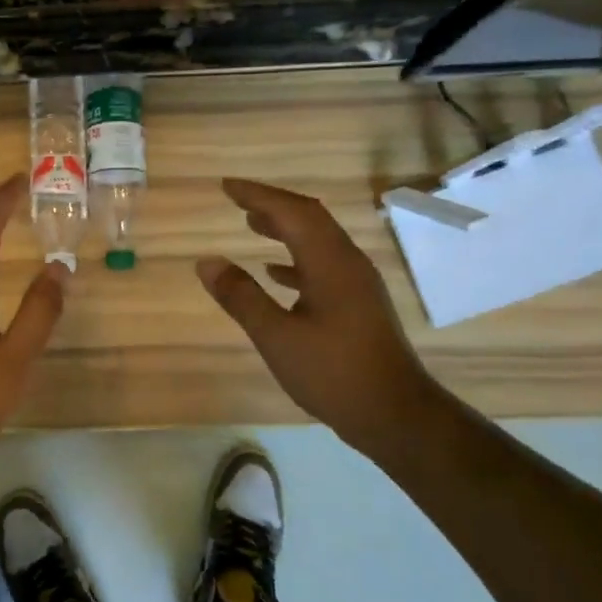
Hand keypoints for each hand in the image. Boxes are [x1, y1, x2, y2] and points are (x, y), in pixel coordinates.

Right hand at [196, 178, 442, 453]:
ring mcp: (357, 284)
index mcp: (330, 263)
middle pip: (309, 219)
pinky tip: (275, 272)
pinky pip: (323, 265)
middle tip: (237, 199)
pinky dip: (295, 259)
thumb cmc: (333, 373)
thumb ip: (241, 297)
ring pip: (318, 241)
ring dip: (285, 228)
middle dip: (272, 205)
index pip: (293, 212)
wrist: (395, 414)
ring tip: (251, 224)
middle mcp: (347, 263)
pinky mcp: (358, 304)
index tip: (227, 187)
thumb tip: (206, 262)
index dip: (258, 195)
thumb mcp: (276, 336)